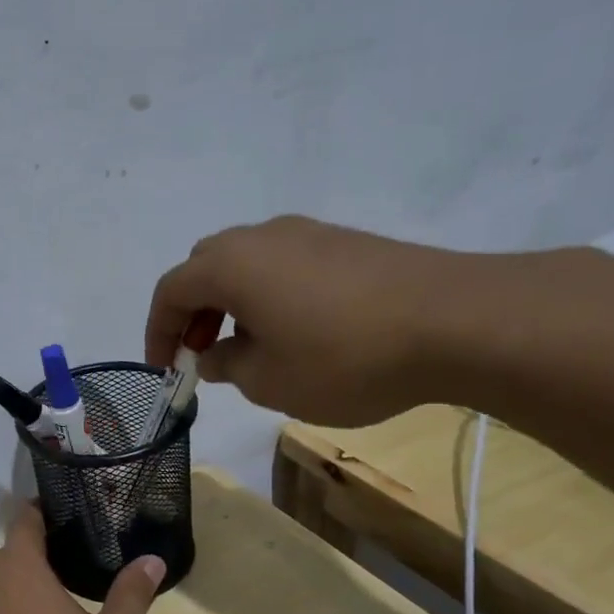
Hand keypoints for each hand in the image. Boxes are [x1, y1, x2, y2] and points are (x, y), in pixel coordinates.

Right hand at [145, 214, 474, 425]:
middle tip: (201, 354)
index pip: (171, 291)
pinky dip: (267, 295)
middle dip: (192, 312)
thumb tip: (215, 354)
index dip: (157, 332)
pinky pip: (284, 264)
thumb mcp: (268, 380)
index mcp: (231, 265)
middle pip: (205, 267)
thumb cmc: (343, 357)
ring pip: (246, 263)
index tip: (164, 370)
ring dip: (230, 303)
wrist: (456, 322)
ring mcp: (309, 233)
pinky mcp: (347, 243)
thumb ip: (227, 365)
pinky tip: (292, 332)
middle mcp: (263, 236)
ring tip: (246, 348)